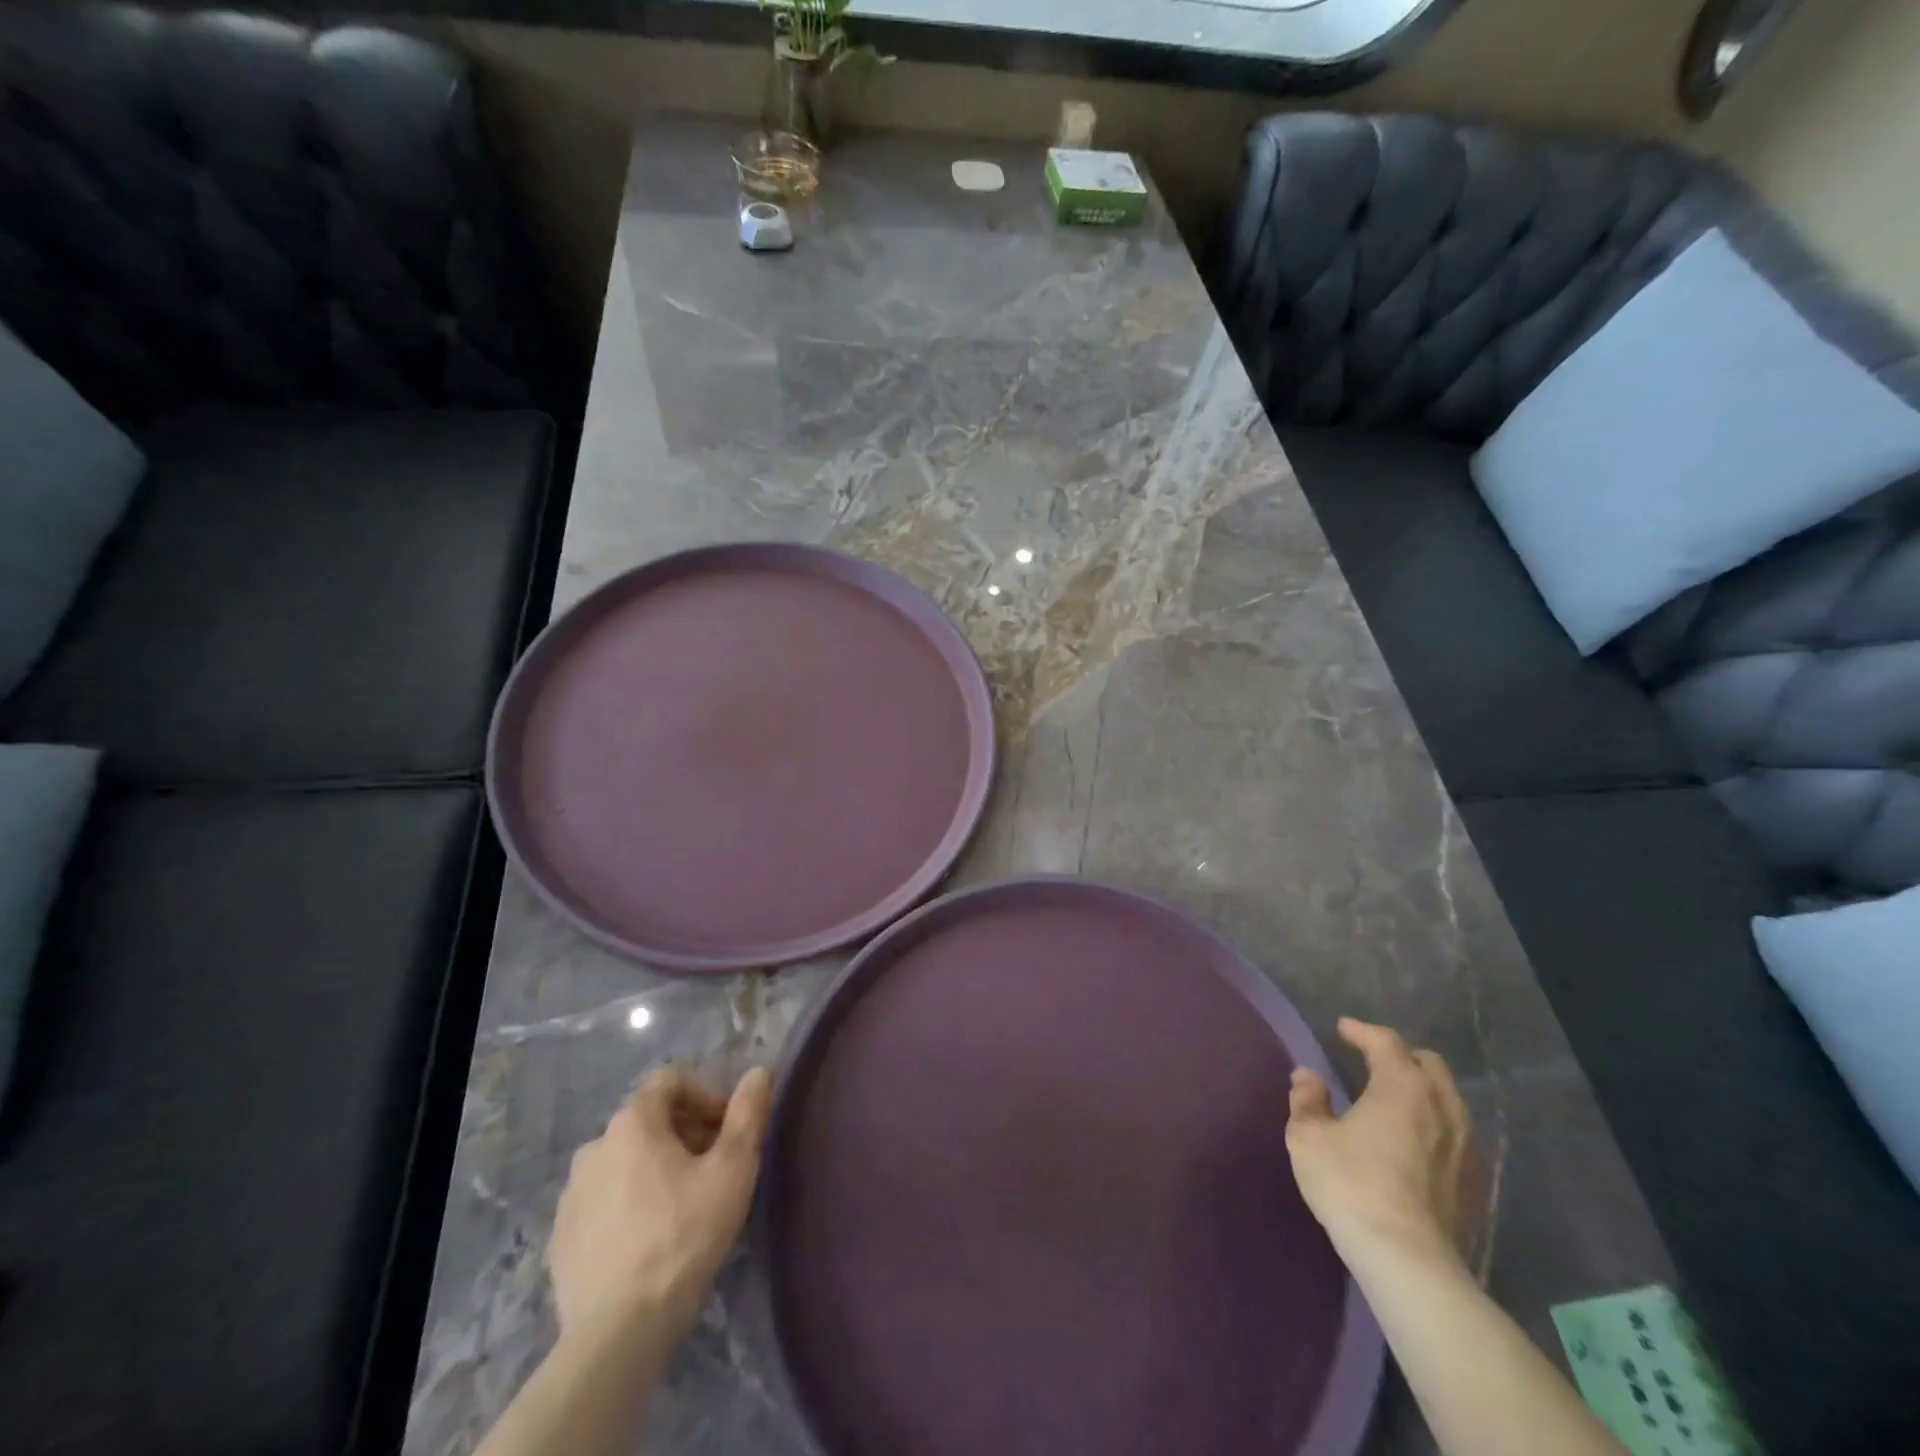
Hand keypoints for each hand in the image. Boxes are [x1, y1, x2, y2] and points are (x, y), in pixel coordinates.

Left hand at [550, 1065, 772, 1344]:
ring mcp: (570, 1195)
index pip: (670, 1081)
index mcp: (632, 1123)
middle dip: (684, 1135)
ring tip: (682, 1208)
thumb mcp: (733, 1169)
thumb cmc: (684, 1236)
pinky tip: (648, 1241)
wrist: (618, 1332)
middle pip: (648, 1121)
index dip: (705, 1096)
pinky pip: (602, 1202)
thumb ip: (748, 1114)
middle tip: (712, 1171)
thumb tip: (759, 1072)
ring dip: (654, 1170)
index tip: (727, 1131)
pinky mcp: (560, 1239)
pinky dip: (627, 1206)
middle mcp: (593, 1147)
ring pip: (623, 1162)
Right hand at [1286, 1019, 1475, 1267]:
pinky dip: (1435, 1127)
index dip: (1362, 1031)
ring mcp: (1468, 1148)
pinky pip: (1458, 1137)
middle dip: (1401, 1057)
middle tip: (1372, 1062)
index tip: (1343, 1029)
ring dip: (1422, 1092)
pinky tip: (1415, 1146)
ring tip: (1394, 1103)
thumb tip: (1308, 1076)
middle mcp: (1443, 1107)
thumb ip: (1307, 1099)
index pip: (1386, 1042)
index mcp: (1403, 1085)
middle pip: (1428, 1065)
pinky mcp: (1477, 1186)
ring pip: (1448, 1101)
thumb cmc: (1351, 1185)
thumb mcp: (1308, 1137)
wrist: (1409, 1262)